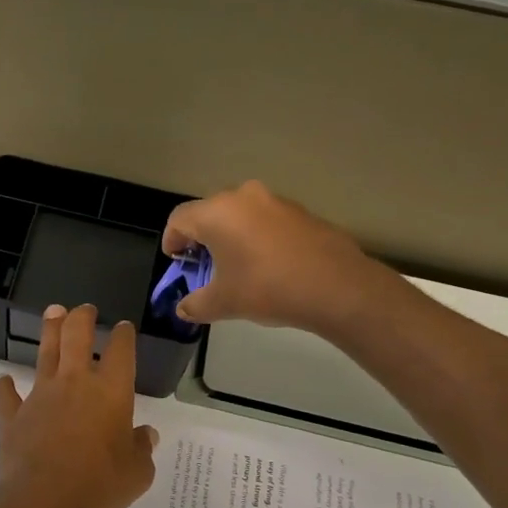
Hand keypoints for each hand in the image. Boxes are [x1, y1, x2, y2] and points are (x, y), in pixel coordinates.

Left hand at [0, 304, 158, 507]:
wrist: (43, 501)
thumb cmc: (99, 485)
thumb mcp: (137, 473)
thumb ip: (141, 450)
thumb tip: (146, 435)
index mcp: (111, 393)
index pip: (120, 352)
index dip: (123, 336)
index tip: (123, 328)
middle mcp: (74, 384)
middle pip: (76, 336)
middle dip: (81, 317)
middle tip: (84, 308)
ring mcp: (40, 396)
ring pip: (44, 354)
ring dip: (49, 331)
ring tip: (52, 314)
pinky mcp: (13, 415)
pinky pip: (6, 395)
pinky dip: (4, 387)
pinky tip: (3, 382)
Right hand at [163, 181, 381, 333]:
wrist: (336, 286)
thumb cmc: (266, 288)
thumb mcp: (223, 303)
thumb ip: (196, 305)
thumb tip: (183, 310)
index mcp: (216, 213)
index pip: (179, 219)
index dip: (171, 240)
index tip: (176, 261)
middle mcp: (243, 197)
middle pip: (209, 212)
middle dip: (201, 237)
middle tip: (203, 264)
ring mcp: (275, 201)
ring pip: (240, 214)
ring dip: (231, 235)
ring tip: (237, 265)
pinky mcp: (301, 211)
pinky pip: (266, 220)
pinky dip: (257, 236)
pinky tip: (268, 264)